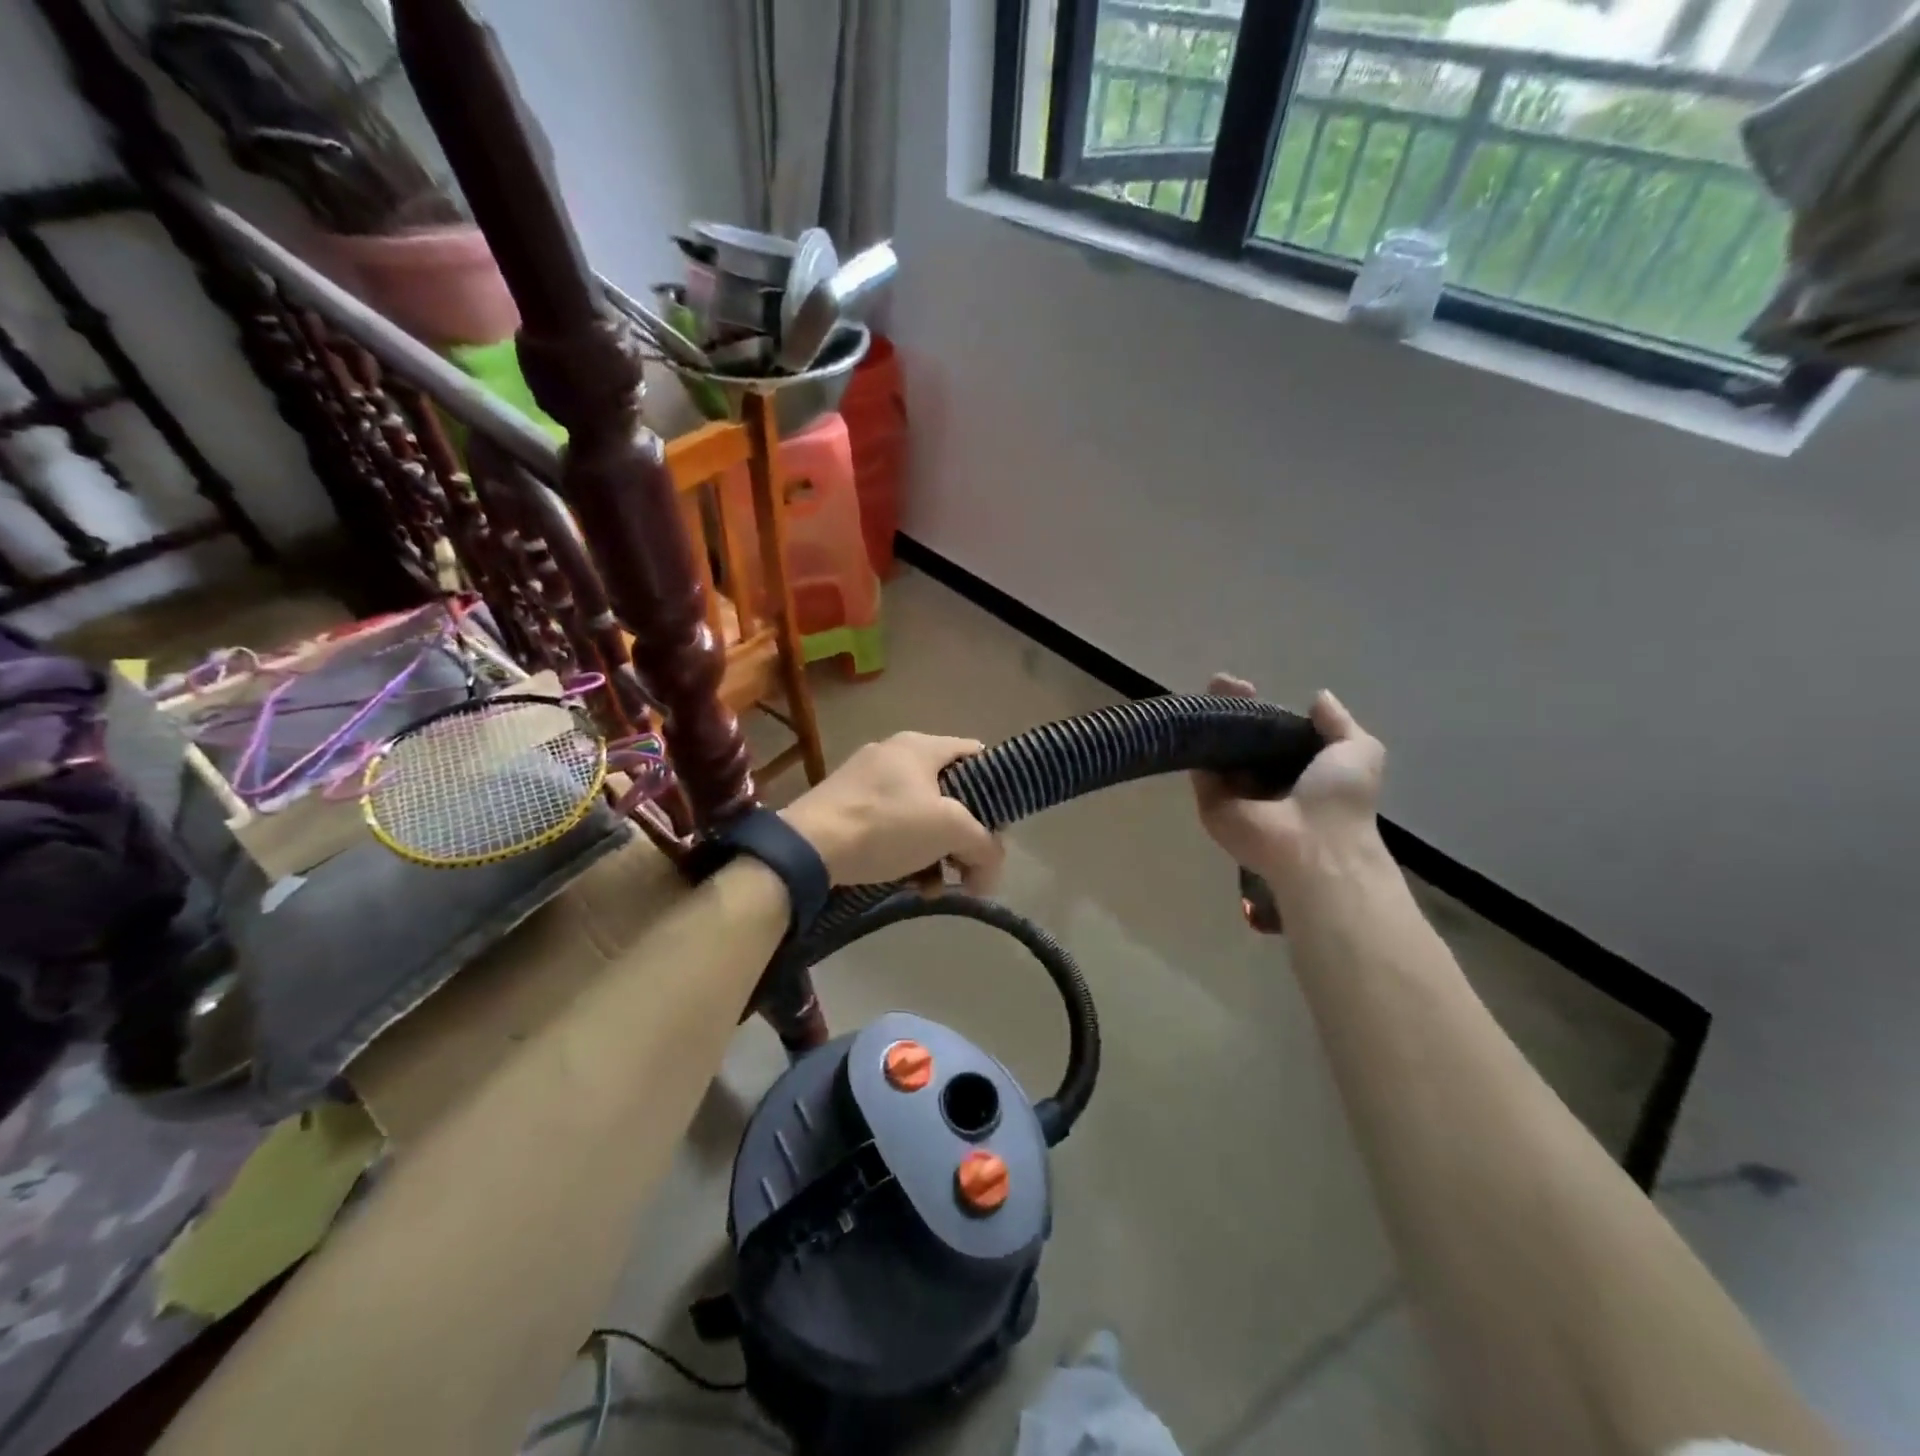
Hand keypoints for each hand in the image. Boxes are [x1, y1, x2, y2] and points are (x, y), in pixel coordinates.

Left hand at [781, 733, 1004, 891]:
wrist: (808, 847)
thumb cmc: (886, 825)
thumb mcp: (949, 830)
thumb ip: (983, 845)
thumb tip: (990, 871)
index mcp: (920, 746)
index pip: (975, 754)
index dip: (994, 789)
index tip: (995, 828)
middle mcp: (893, 754)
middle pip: (948, 792)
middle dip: (962, 834)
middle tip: (965, 867)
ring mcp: (864, 779)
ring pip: (918, 813)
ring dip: (935, 851)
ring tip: (933, 886)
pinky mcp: (844, 805)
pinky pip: (889, 825)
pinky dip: (905, 852)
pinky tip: (907, 883)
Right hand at [1191, 674, 1386, 887]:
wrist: (1313, 845)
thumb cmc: (1340, 800)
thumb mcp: (1359, 751)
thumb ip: (1338, 723)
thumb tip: (1319, 697)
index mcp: (1296, 769)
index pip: (1270, 731)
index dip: (1260, 707)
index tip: (1250, 687)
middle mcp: (1262, 779)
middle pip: (1239, 736)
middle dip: (1229, 707)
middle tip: (1221, 682)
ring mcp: (1233, 791)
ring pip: (1216, 748)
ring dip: (1210, 719)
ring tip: (1207, 692)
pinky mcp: (1209, 800)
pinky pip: (1198, 767)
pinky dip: (1195, 742)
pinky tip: (1195, 715)